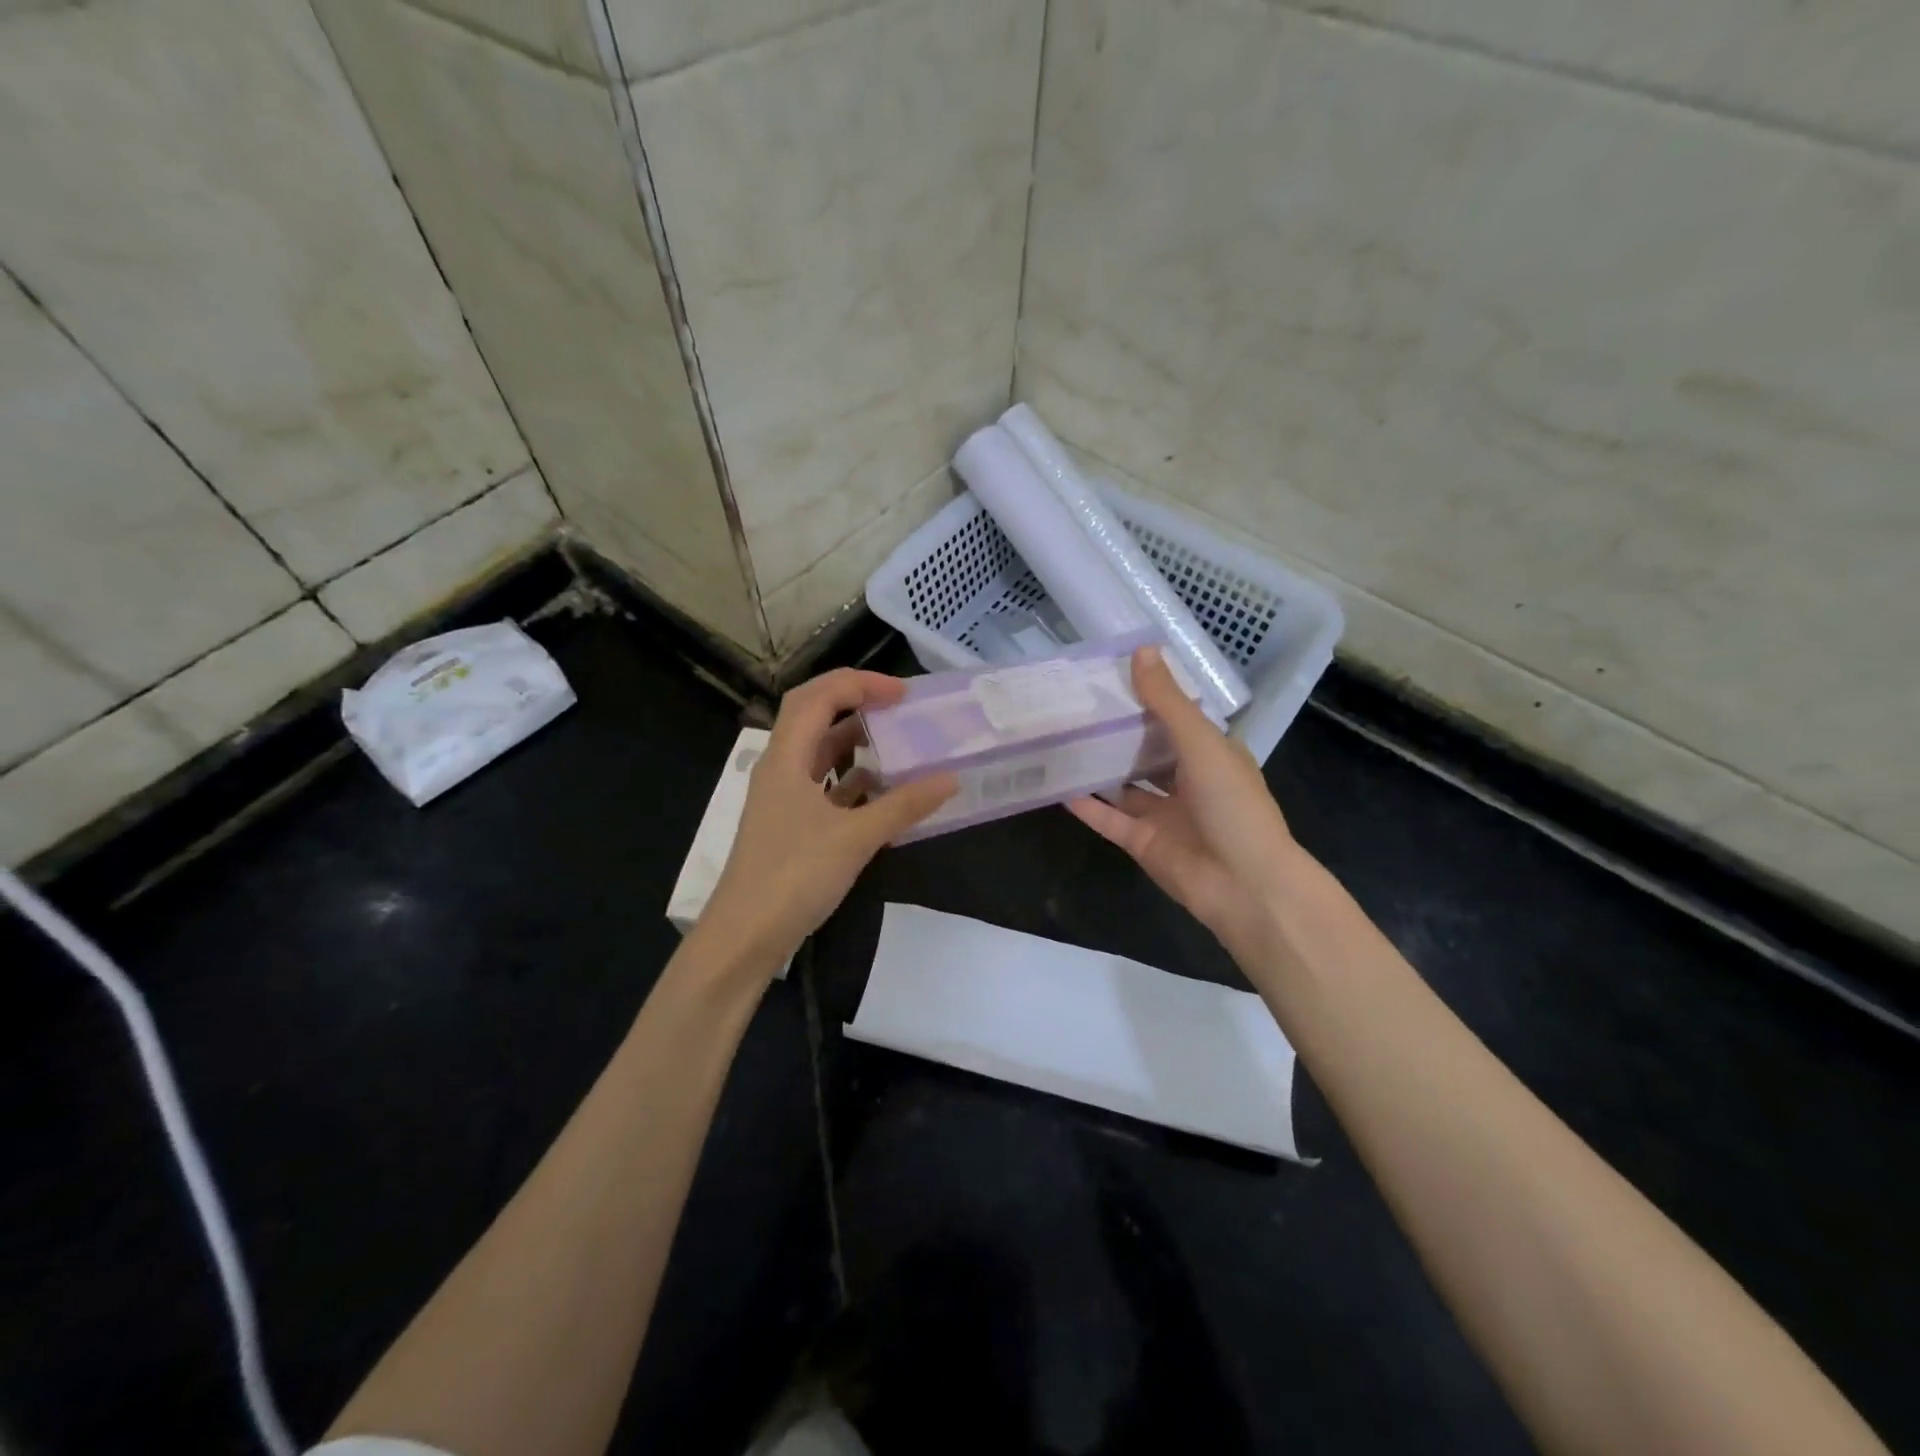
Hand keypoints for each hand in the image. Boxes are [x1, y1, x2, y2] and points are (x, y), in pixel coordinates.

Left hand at [701, 669, 956, 976]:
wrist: (745, 936)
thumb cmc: (793, 876)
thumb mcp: (855, 838)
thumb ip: (903, 806)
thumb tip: (950, 779)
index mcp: (785, 758)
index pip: (818, 697)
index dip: (859, 684)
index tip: (902, 694)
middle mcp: (780, 769)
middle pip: (813, 716)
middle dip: (855, 702)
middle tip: (898, 707)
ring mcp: (783, 799)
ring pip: (820, 754)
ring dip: (855, 743)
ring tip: (898, 743)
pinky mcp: (791, 825)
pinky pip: (824, 788)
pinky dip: (853, 782)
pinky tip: (884, 792)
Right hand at [1068, 647, 1302, 963]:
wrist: (1245, 886)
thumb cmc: (1232, 805)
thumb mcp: (1201, 744)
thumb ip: (1167, 703)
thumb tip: (1141, 650)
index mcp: (1210, 754)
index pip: (1174, 718)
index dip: (1145, 697)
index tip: (1107, 675)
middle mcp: (1187, 781)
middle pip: (1145, 751)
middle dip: (1116, 732)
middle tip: (1073, 705)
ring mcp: (1163, 814)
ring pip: (1123, 786)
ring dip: (1097, 768)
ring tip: (1059, 741)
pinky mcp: (1142, 843)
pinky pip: (1109, 819)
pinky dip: (1087, 805)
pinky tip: (1056, 786)